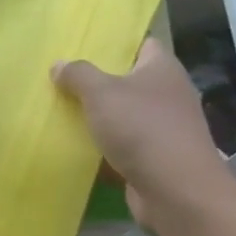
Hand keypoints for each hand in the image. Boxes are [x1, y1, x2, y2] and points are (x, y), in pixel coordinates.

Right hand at [53, 39, 235, 234]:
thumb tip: (59, 64)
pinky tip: (78, 146)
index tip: (86, 46)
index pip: (142, 44)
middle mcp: (169, 94)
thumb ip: (78, 75)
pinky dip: (106, 146)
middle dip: (100, 81)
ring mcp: (166, 128)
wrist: (177, 192)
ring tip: (64, 111)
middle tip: (65, 79)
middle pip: (131, 80)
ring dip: (101, 116)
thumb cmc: (142, 129)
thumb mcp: (102, 94)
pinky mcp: (157, 158)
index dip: (117, 43)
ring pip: (126, 115)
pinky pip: (126, 145)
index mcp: (163, 69)